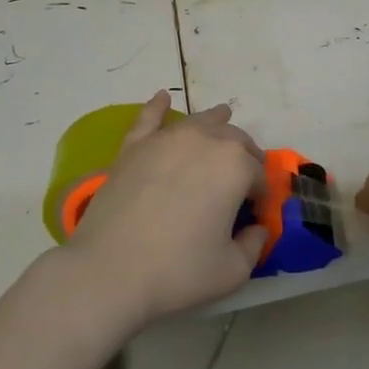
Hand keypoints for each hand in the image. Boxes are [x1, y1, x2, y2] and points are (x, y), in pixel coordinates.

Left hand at [60, 91, 267, 324]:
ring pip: (199, 122)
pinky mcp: (133, 147)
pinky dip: (157, 106)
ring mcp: (166, 140)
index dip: (260, 195)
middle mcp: (205, 141)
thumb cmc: (178, 271)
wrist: (109, 271)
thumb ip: (254, 245)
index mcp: (236, 166)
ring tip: (223, 120)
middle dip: (244, 156)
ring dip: (216, 123)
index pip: (259, 175)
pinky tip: (162, 97)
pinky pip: (149, 118)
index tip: (252, 215)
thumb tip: (256, 229)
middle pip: (235, 141)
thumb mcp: (233, 270)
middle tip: (240, 181)